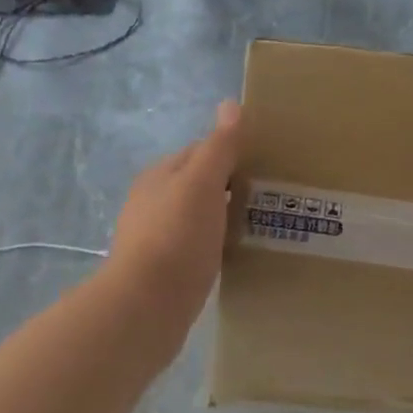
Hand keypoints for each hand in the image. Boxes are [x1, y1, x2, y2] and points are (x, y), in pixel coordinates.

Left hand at [105, 101, 241, 331]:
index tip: (264, 164)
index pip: (200, 151)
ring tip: (256, 223)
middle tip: (267, 194)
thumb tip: (230, 104)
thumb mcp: (202, 183)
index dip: (231, 153)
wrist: (145, 307)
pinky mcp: (162, 270)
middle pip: (197, 183)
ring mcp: (154, 237)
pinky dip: (213, 243)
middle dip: (227, 185)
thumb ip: (219, 146)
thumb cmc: (176, 236)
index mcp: (160, 175)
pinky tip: (232, 253)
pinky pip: (194, 246)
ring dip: (221, 216)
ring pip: (196, 216)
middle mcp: (152, 202)